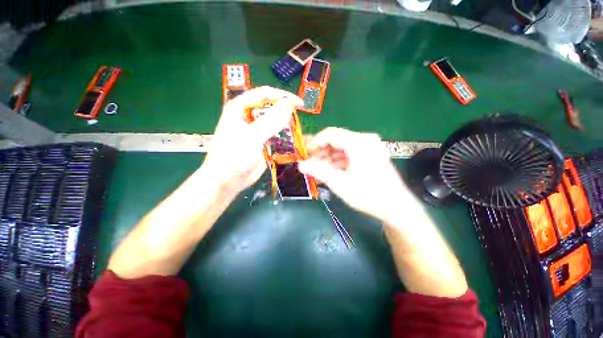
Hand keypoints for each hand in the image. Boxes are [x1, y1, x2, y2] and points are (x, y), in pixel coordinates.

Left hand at [200, 86, 302, 193]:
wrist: (227, 180)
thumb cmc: (233, 156)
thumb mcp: (251, 137)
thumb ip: (270, 121)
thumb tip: (288, 105)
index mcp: (240, 107)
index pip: (264, 94)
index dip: (282, 96)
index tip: (299, 104)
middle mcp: (249, 116)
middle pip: (271, 107)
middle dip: (285, 112)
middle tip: (299, 119)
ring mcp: (256, 130)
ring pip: (275, 122)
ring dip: (287, 125)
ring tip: (298, 131)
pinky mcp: (262, 142)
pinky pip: (276, 135)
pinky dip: (285, 137)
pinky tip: (293, 141)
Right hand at [299, 128, 410, 221]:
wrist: (396, 208)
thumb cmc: (368, 194)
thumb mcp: (340, 183)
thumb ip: (318, 171)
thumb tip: (300, 165)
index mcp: (359, 142)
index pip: (330, 134)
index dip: (314, 143)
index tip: (304, 155)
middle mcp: (364, 140)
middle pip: (335, 140)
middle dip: (319, 152)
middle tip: (307, 163)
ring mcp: (368, 147)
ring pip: (340, 148)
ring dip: (327, 159)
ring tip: (315, 171)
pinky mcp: (368, 155)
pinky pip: (347, 155)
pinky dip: (336, 163)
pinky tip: (327, 173)